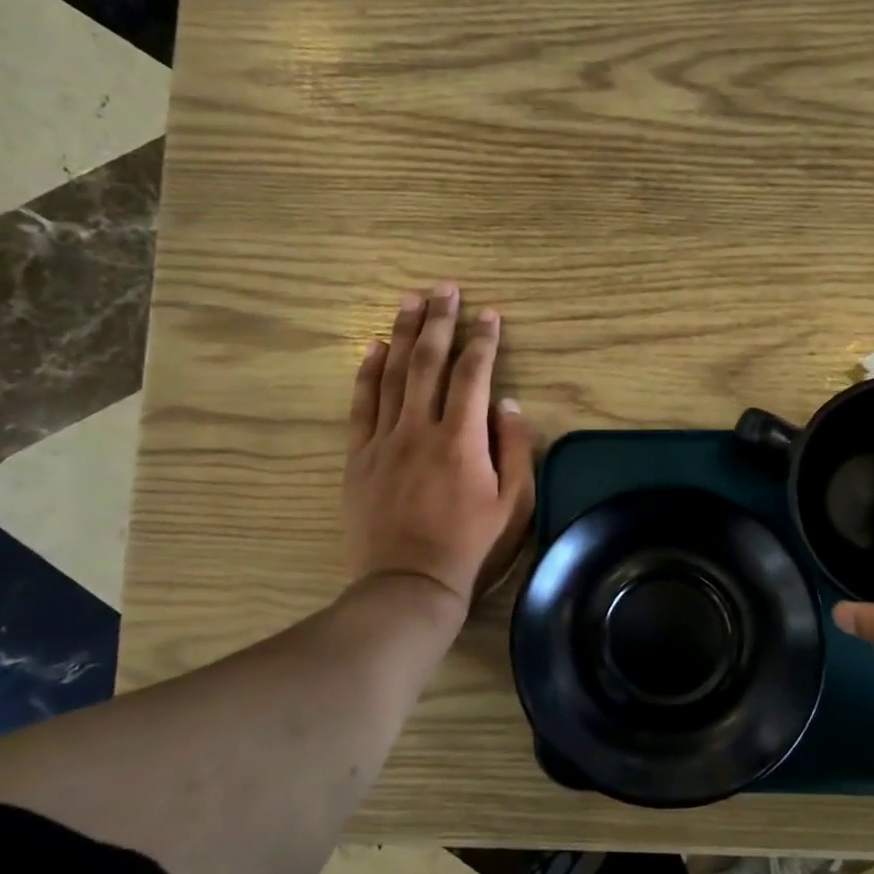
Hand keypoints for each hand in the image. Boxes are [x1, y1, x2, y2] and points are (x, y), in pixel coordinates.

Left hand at [343, 285, 535, 607]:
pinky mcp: (359, 457)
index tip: (489, 314)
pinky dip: (366, 372)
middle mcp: (419, 429)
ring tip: (409, 301)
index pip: (472, 375)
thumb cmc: (471, 547)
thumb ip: (515, 449)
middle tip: (444, 289)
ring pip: (392, 374)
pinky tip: (373, 348)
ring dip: (401, 334)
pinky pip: (361, 405)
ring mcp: (383, 441)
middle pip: (427, 362)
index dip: (482, 341)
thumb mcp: (514, 505)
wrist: (409, 585)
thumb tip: (507, 403)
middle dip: (438, 321)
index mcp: (461, 439)